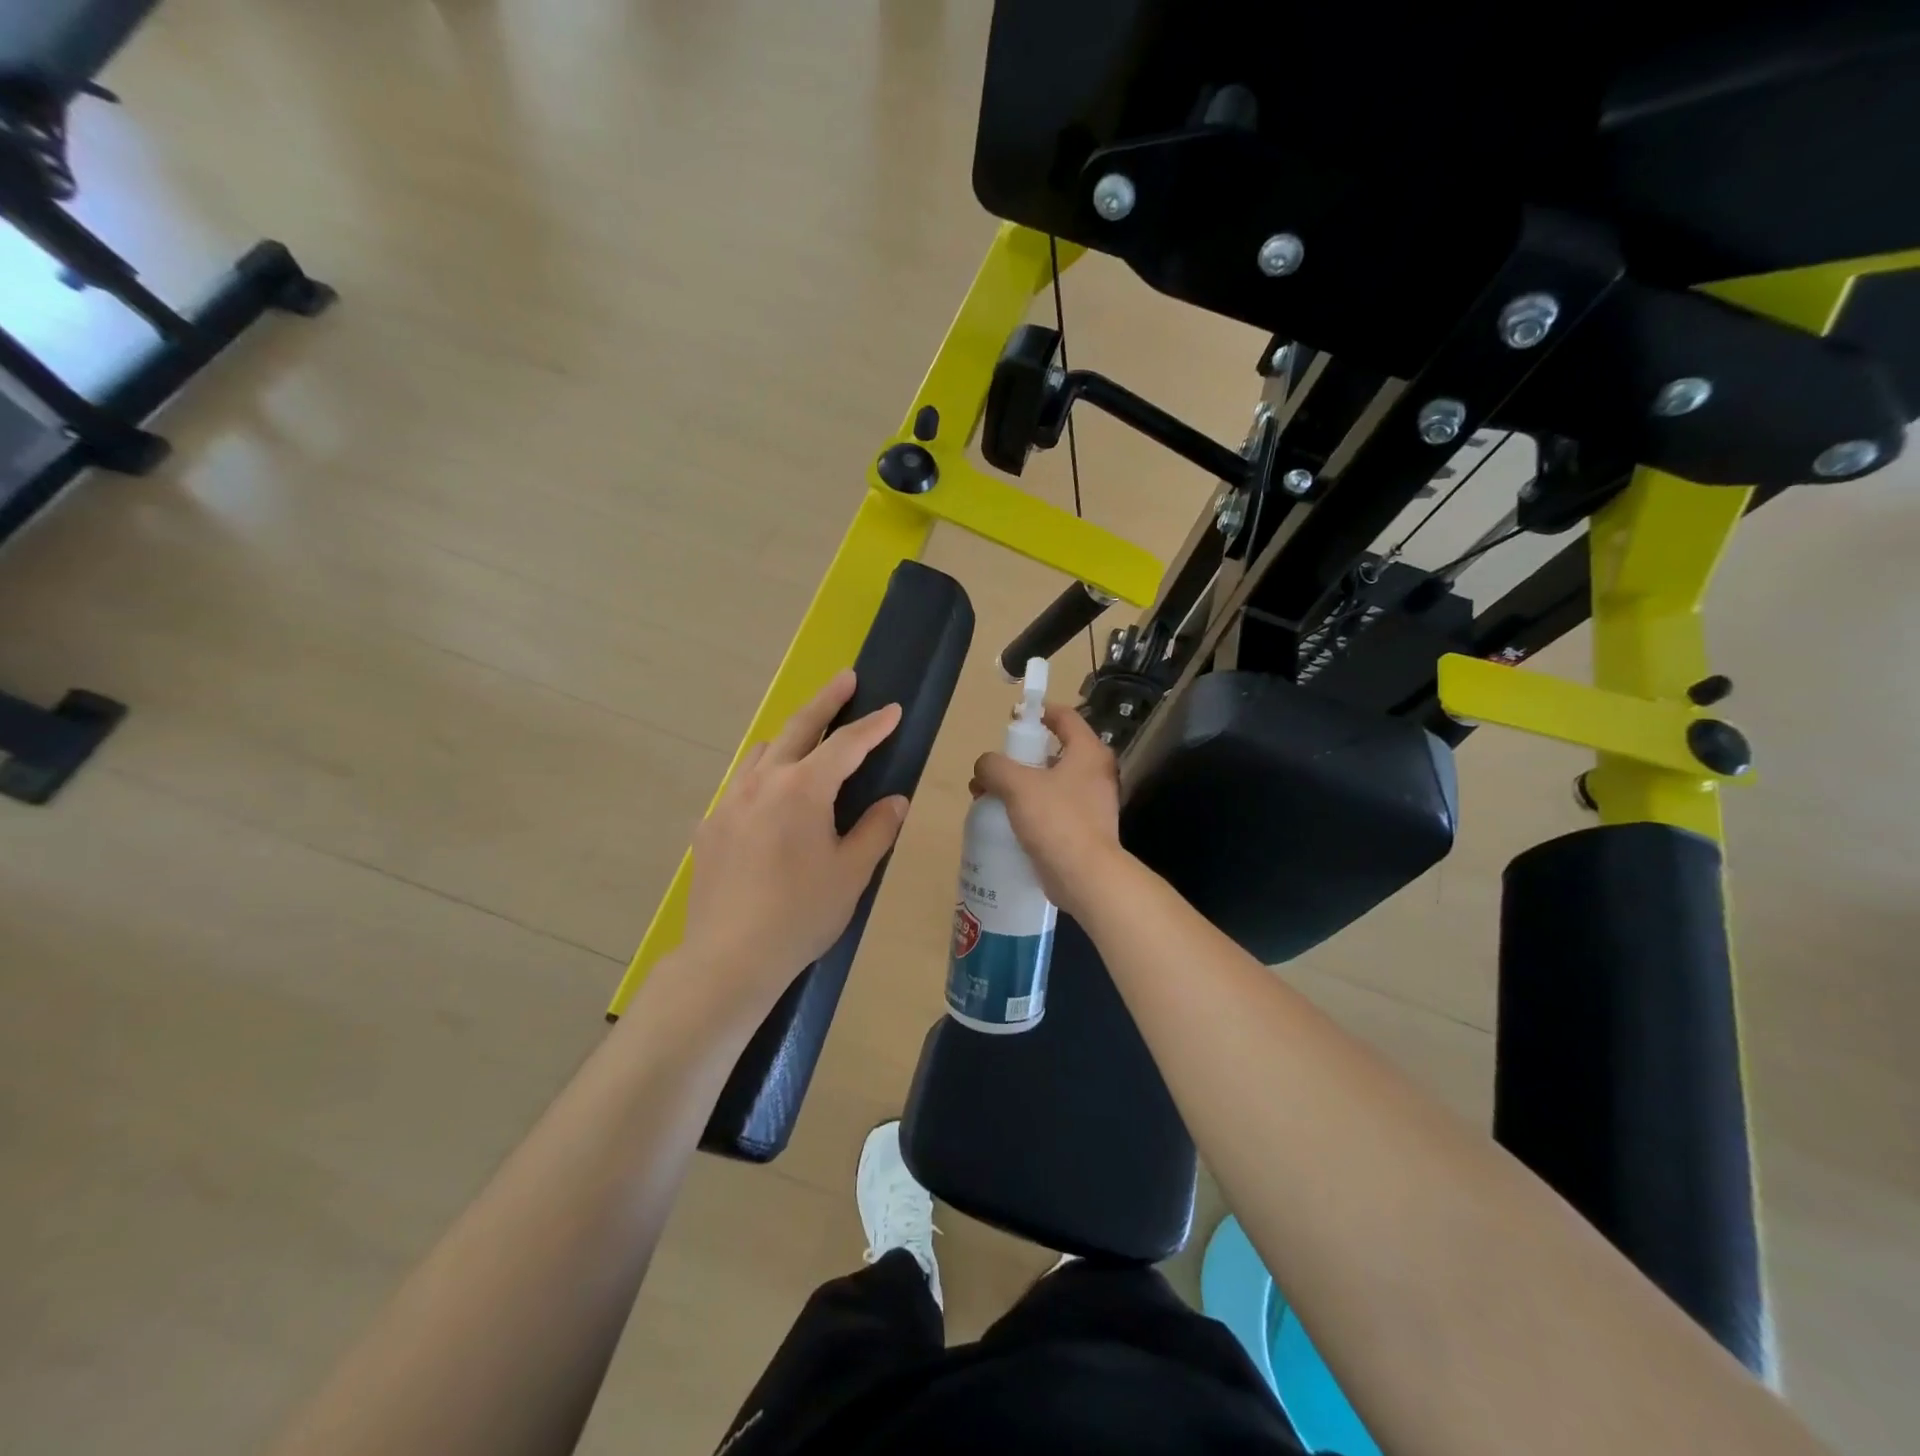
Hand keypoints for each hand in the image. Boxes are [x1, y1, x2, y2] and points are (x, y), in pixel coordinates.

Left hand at [674, 670, 907, 1019]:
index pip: (847, 745)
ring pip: (762, 752)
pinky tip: (770, 802)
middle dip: (826, 701)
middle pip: (798, 727)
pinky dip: (763, 777)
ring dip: (789, 738)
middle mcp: (763, 782)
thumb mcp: (852, 872)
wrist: (730, 957)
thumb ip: (876, 828)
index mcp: (803, 789)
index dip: (874, 726)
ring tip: (808, 741)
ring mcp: (730, 802)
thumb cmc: (801, 914)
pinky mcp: (709, 826)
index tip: (893, 709)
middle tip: (845, 679)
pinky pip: (740, 786)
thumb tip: (894, 800)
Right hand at [971, 704, 1122, 917]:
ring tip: (990, 797)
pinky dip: (1030, 809)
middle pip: (1054, 751)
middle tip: (993, 768)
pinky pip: (1052, 809)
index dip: (1037, 712)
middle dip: (1019, 757)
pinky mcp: (1084, 829)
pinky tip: (1007, 821)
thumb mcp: (1018, 785)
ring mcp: (1092, 803)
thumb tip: (985, 765)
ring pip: (1050, 782)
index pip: (1065, 716)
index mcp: (1088, 752)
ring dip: (1020, 785)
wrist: (1085, 876)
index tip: (1012, 717)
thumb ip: (995, 766)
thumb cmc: (1056, 820)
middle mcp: (1095, 773)